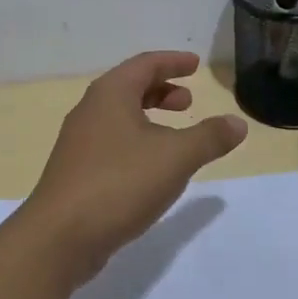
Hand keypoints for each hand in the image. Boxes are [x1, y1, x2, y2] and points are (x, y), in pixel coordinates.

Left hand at [19, 52, 247, 281]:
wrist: (60, 236)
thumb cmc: (120, 183)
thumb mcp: (175, 157)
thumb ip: (209, 137)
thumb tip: (238, 123)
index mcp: (110, 94)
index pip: (145, 64)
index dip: (173, 62)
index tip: (195, 65)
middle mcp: (90, 110)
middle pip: (129, 87)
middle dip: (161, 90)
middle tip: (188, 102)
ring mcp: (79, 142)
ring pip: (119, 116)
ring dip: (149, 117)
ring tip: (175, 135)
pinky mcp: (76, 171)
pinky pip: (111, 142)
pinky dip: (136, 141)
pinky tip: (150, 168)